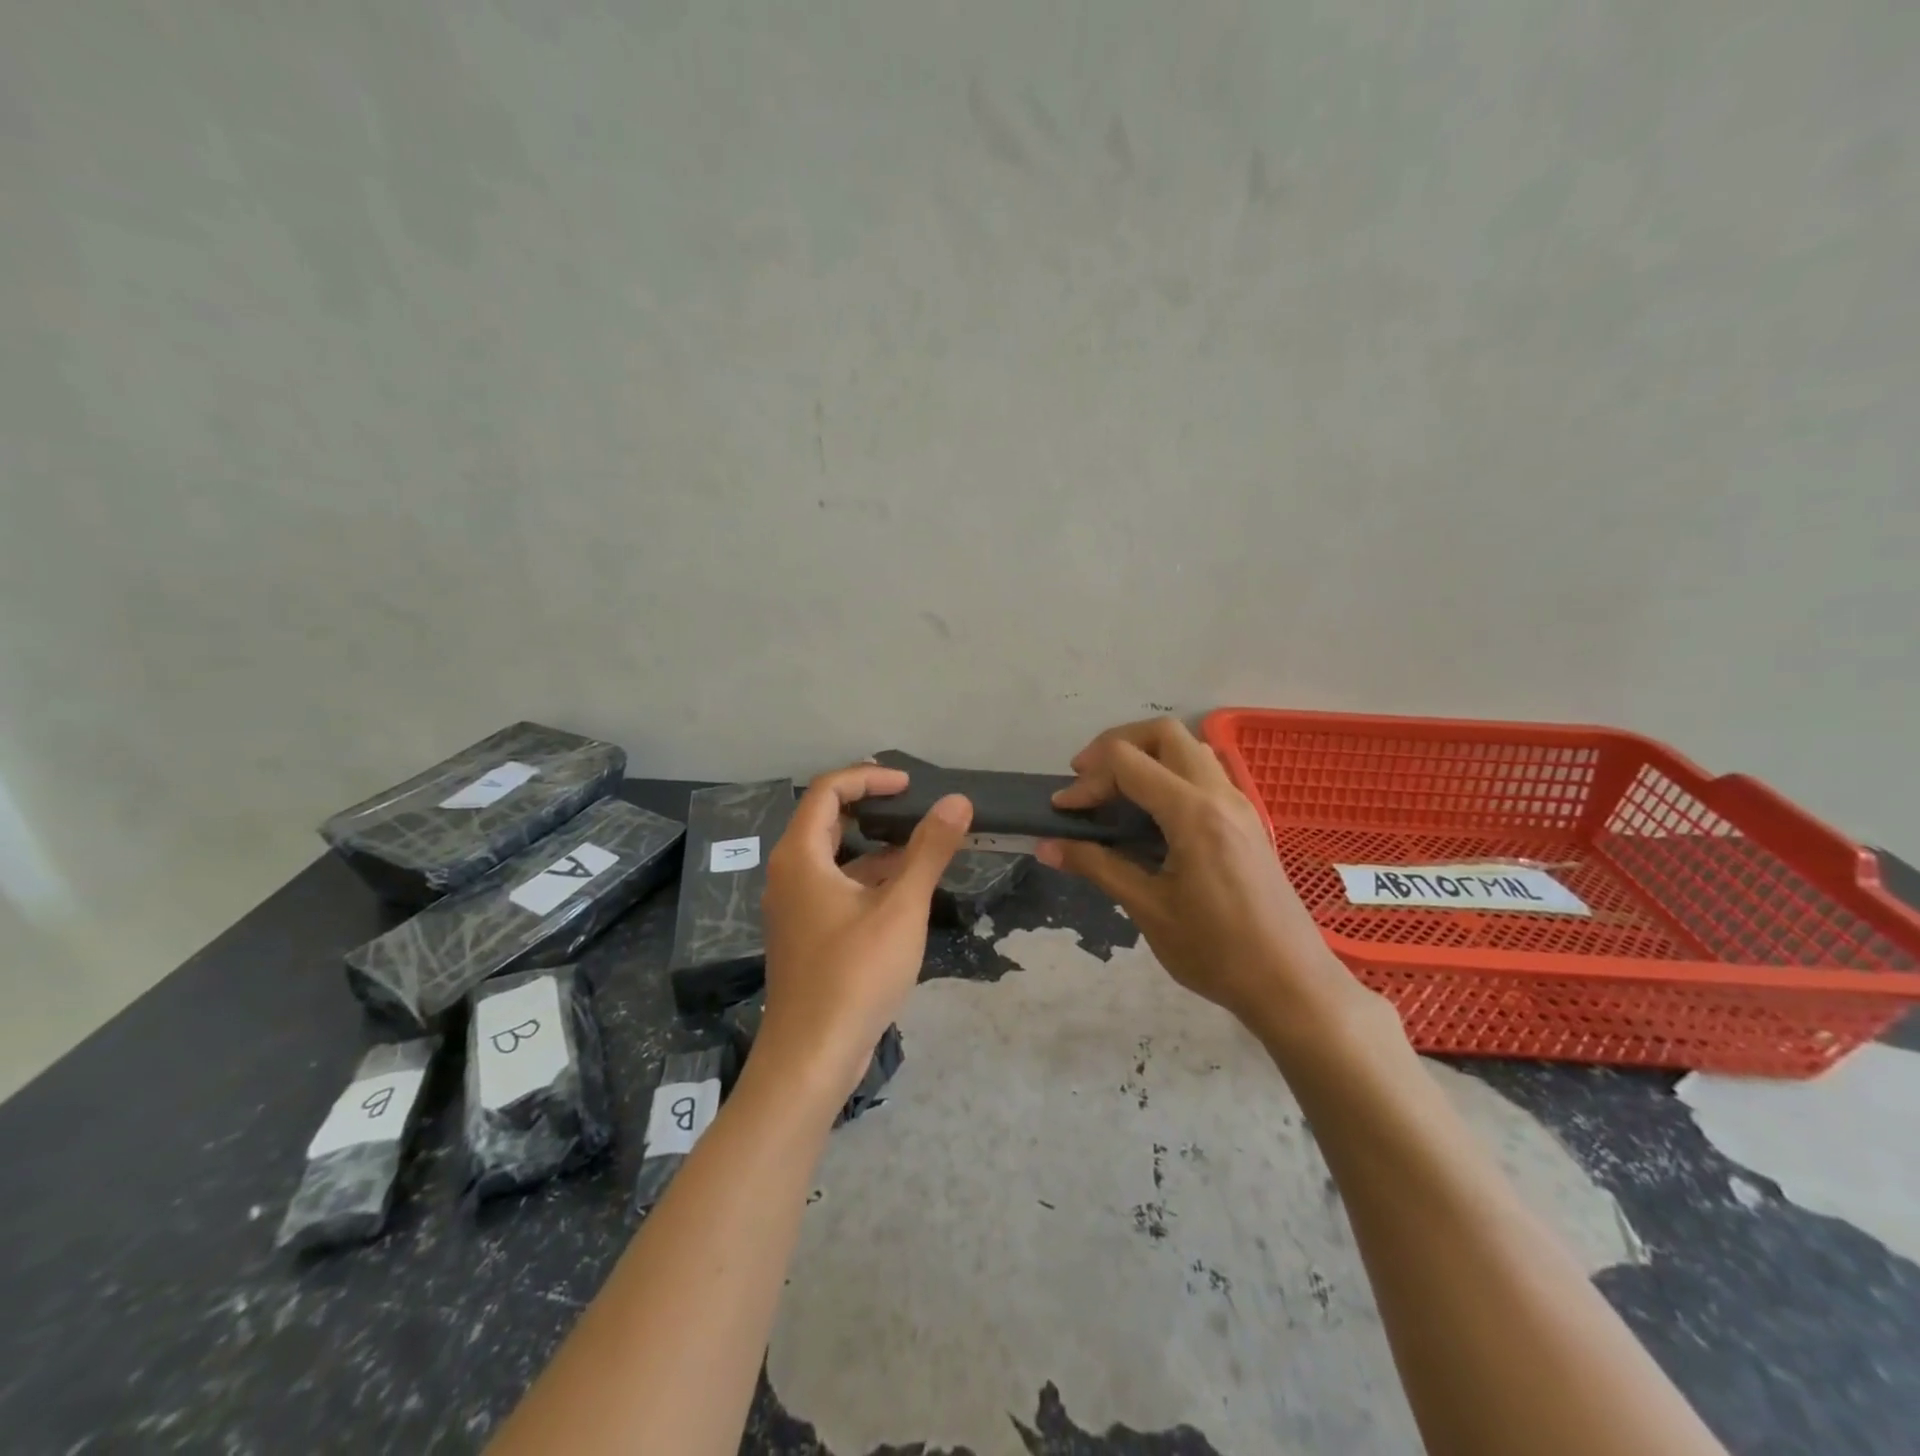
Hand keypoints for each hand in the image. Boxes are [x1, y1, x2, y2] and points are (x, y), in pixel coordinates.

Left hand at [758, 764, 971, 1102]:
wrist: (811, 1056)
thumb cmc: (854, 974)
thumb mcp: (901, 907)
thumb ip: (929, 850)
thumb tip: (957, 801)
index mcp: (800, 856)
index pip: (828, 791)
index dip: (869, 777)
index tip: (910, 785)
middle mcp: (789, 873)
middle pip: (826, 819)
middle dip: (871, 805)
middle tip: (914, 803)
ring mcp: (794, 906)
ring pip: (833, 856)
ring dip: (873, 844)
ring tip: (920, 843)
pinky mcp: (805, 933)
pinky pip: (834, 886)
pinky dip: (867, 877)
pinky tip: (904, 890)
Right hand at [1037, 719, 1379, 1037]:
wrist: (1292, 984)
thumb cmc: (1216, 951)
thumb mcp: (1147, 909)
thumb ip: (1097, 866)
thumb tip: (1046, 847)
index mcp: (1193, 813)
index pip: (1127, 762)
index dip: (1086, 779)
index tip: (1062, 811)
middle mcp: (1220, 794)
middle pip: (1162, 733)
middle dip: (1116, 745)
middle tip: (1087, 780)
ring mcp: (1239, 803)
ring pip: (1189, 747)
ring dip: (1147, 755)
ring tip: (1117, 792)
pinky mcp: (1247, 819)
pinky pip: (1205, 771)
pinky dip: (1170, 772)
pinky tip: (1153, 814)